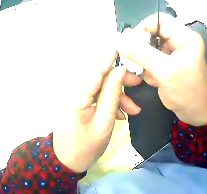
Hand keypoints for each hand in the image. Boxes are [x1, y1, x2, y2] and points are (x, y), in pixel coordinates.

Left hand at [53, 50, 141, 172]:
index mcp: (79, 95)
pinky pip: (97, 98)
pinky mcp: (80, 105)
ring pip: (101, 89)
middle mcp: (76, 92)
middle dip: (120, 81)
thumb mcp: (104, 123)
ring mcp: (78, 99)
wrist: (68, 161)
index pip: (96, 70)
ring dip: (118, 96)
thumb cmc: (86, 146)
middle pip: (100, 78)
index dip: (109, 57)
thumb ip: (111, 96)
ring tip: (133, 111)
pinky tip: (121, 115)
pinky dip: (111, 104)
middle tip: (138, 85)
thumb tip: (119, 72)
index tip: (122, 46)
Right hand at [118, 13, 206, 125]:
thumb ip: (141, 54)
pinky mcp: (167, 64)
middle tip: (139, 64)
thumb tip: (120, 39)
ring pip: (149, 48)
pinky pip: (150, 60)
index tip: (129, 43)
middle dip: (143, 50)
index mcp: (186, 38)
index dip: (143, 28)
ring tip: (153, 76)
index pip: (160, 20)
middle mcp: (180, 42)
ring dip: (145, 63)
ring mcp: (173, 53)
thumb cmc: (186, 92)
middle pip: (153, 34)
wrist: (194, 113)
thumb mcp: (165, 72)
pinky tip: (157, 81)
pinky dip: (148, 70)